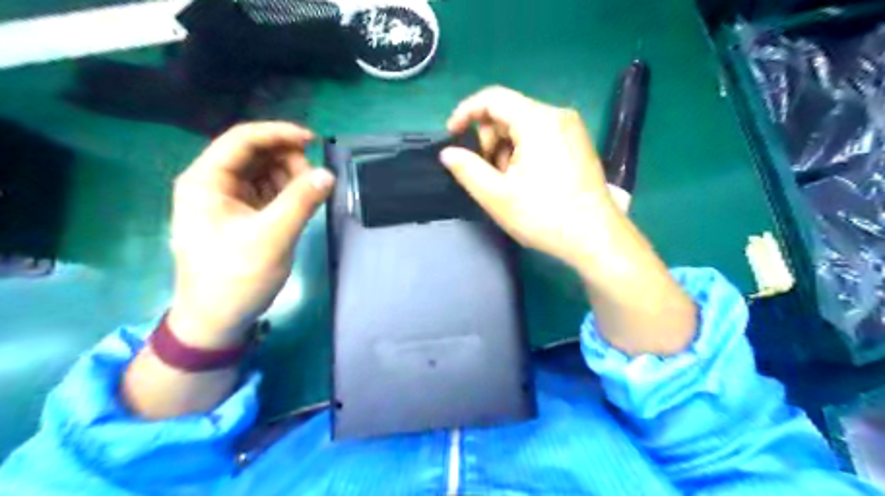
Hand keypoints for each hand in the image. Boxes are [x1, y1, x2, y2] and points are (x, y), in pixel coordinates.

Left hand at [168, 123, 333, 349]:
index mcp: (206, 181)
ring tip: (309, 197)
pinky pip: (268, 192)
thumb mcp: (272, 237)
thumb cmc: (235, 278)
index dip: (279, 134)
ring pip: (264, 172)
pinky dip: (288, 193)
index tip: (314, 141)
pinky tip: (302, 204)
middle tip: (314, 182)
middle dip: (288, 160)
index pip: (242, 140)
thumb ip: (301, 202)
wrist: (217, 320)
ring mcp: (228, 201)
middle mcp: (214, 184)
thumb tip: (328, 174)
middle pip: (255, 154)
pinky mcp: (243, 216)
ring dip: (290, 177)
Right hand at [439, 87, 616, 269]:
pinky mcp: (577, 143)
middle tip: (486, 173)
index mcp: (538, 120)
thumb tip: (448, 153)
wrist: (596, 238)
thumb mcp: (497, 196)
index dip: (466, 112)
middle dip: (488, 139)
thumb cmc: (545, 216)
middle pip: (508, 112)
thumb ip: (467, 169)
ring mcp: (571, 129)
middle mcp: (557, 115)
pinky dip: (522, 152)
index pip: (492, 98)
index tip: (452, 135)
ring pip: (523, 126)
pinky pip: (539, 136)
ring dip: (505, 150)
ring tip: (508, 183)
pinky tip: (525, 181)